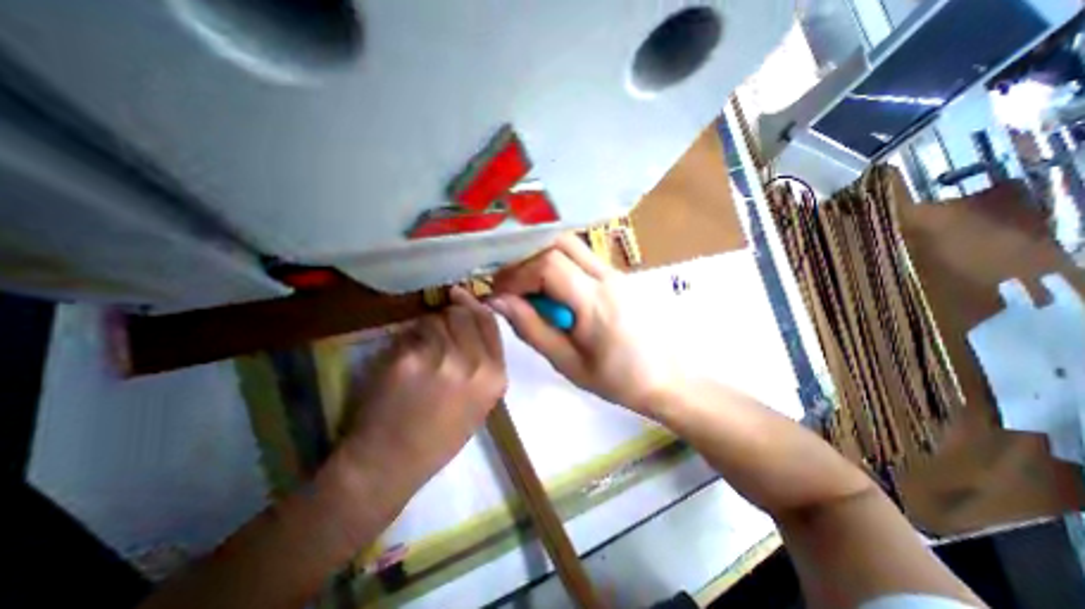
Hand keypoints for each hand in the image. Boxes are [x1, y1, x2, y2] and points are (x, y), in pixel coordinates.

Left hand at [340, 285, 507, 503]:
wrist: (391, 464)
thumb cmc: (439, 437)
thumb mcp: (479, 403)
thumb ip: (484, 364)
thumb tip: (472, 324)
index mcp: (494, 378)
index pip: (489, 323)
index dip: (475, 305)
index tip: (462, 296)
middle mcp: (474, 366)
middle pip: (464, 314)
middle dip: (450, 312)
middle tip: (438, 320)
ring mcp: (441, 362)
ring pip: (435, 319)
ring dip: (426, 325)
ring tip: (419, 344)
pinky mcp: (409, 360)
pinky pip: (411, 333)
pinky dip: (407, 338)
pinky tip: (404, 356)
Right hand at [489, 231, 670, 412]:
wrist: (668, 377)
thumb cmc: (617, 379)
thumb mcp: (567, 362)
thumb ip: (531, 328)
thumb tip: (498, 301)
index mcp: (595, 302)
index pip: (547, 266)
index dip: (516, 275)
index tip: (499, 295)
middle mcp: (607, 276)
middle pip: (559, 243)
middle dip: (526, 259)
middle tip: (511, 285)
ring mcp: (616, 272)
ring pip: (571, 246)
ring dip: (542, 259)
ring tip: (529, 288)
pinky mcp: (619, 275)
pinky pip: (582, 258)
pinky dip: (558, 265)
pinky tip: (553, 291)